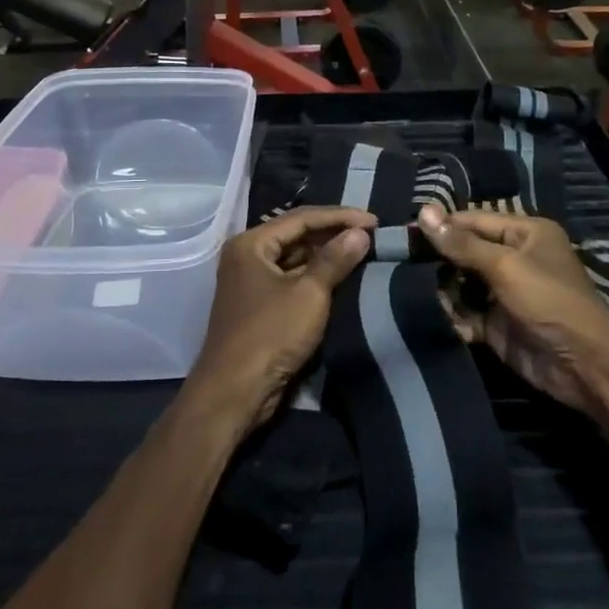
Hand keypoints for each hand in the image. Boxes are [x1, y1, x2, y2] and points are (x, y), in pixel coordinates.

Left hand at [187, 208, 376, 432]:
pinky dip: (316, 276)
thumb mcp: (309, 294)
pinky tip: (341, 277)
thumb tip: (361, 233)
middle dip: (333, 234)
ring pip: (295, 258)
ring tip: (362, 251)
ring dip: (326, 255)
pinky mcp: (259, 305)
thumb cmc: (270, 335)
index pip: (301, 218)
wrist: (235, 391)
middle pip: (296, 235)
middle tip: (371, 234)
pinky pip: (292, 279)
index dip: (340, 217)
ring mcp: (251, 281)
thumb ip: (335, 260)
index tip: (374, 221)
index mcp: (251, 243)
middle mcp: (247, 256)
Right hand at [418, 206, 608, 418]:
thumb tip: (423, 210)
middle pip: (466, 251)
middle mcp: (515, 259)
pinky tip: (434, 317)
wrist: (583, 365)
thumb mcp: (505, 266)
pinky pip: (465, 313)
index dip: (442, 225)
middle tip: (402, 261)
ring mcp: (505, 293)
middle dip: (437, 259)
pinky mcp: (496, 324)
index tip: (405, 230)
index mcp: (525, 233)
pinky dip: (451, 316)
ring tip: (412, 289)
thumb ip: (462, 243)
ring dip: (441, 289)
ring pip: (462, 283)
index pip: (474, 221)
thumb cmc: (548, 300)